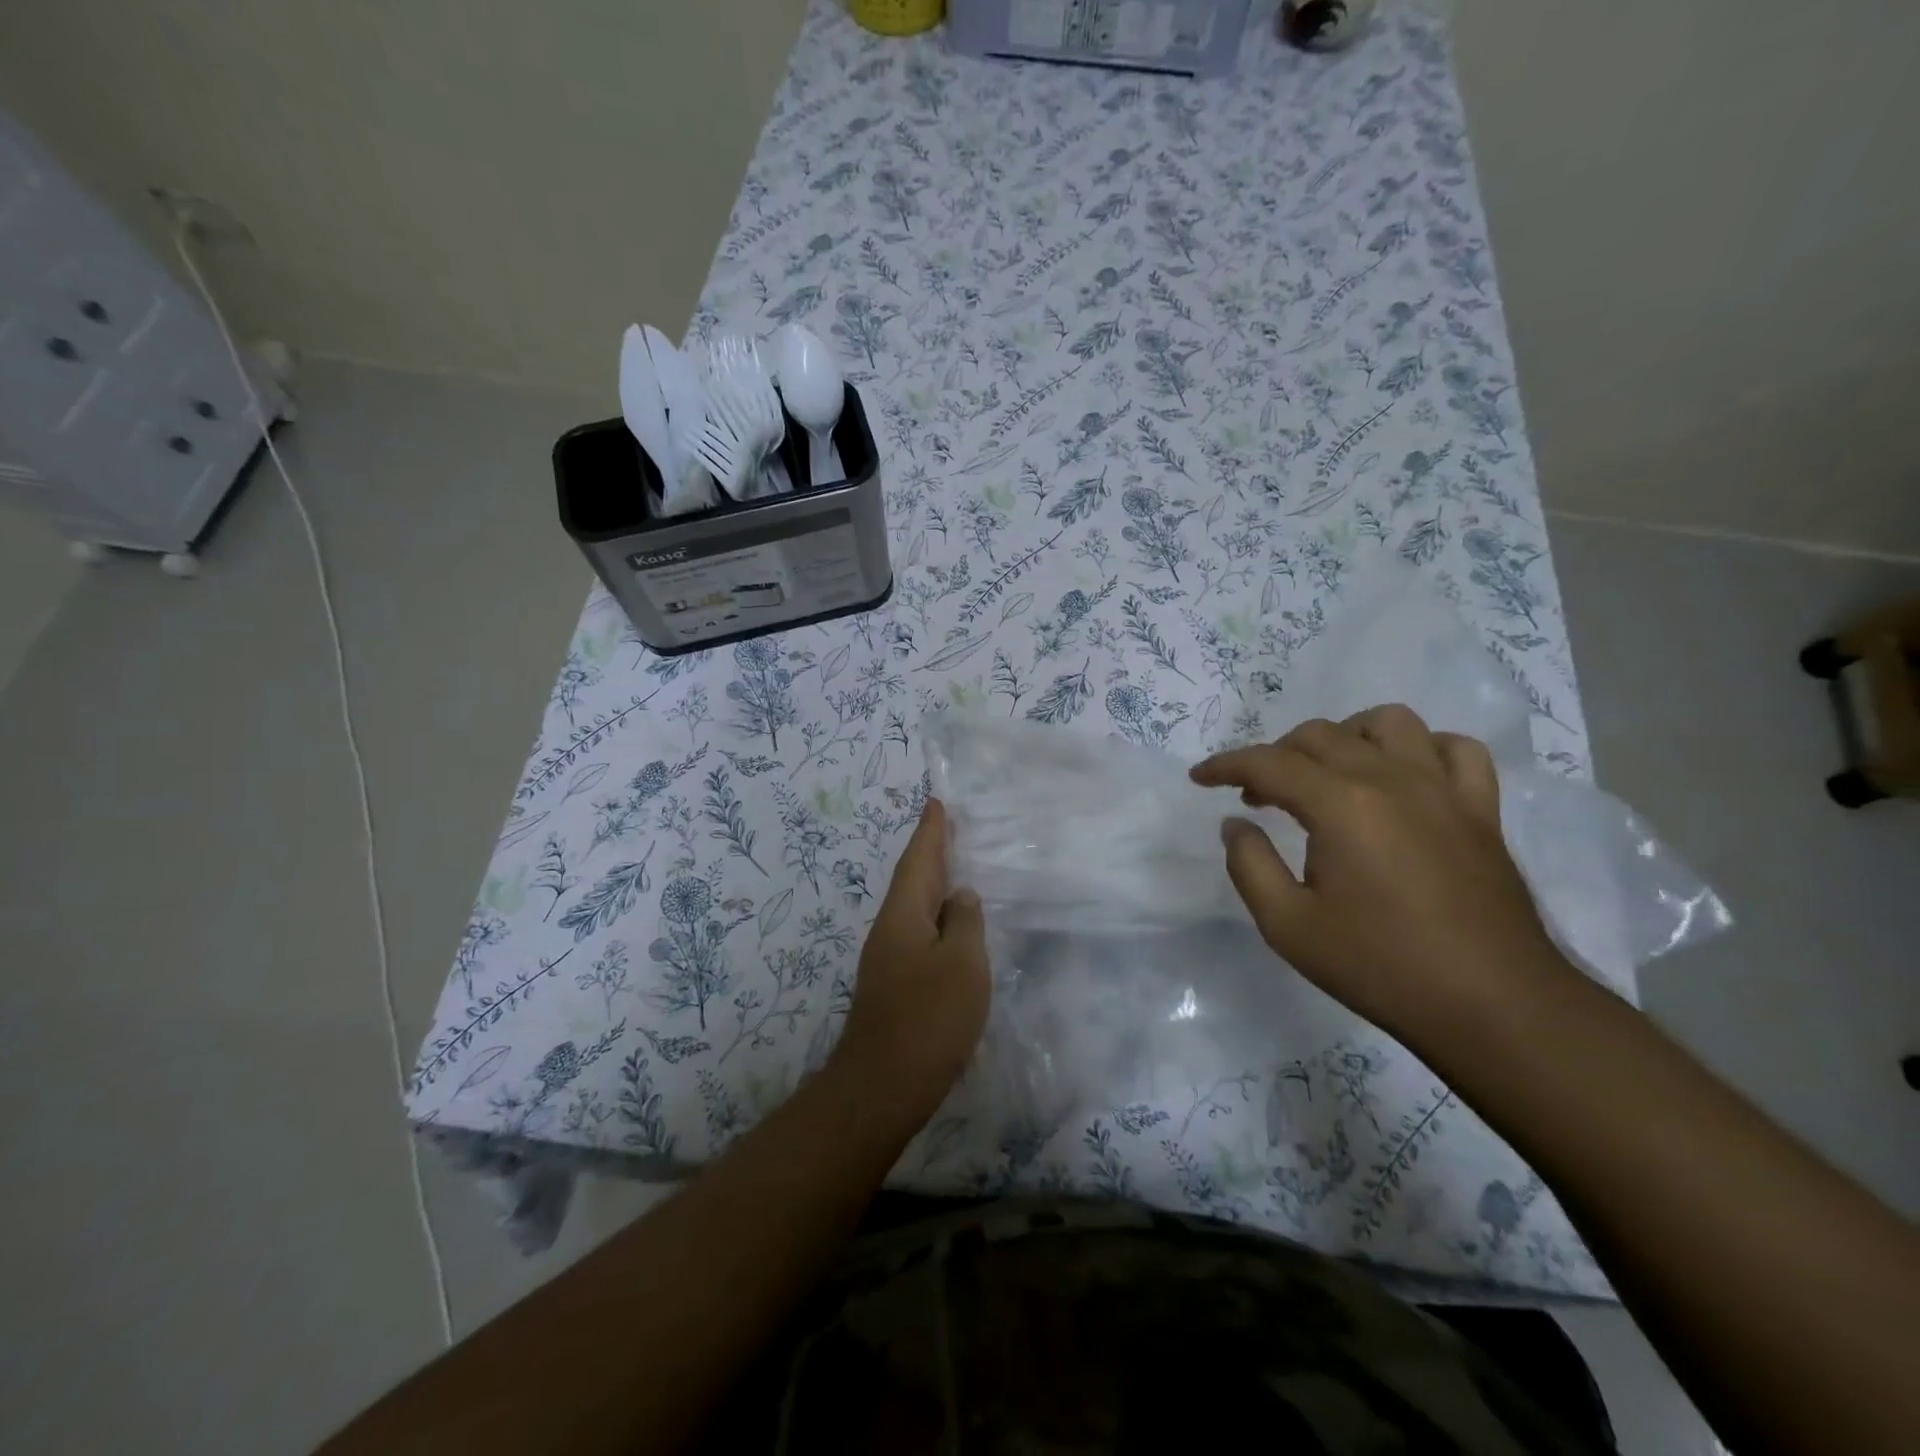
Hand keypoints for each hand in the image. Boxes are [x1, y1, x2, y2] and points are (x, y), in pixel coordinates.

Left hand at [832, 799, 990, 1120]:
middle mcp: (890, 929)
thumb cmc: (928, 1018)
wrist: (882, 1086)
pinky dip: (936, 919)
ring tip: (955, 868)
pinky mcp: (895, 986)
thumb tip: (960, 897)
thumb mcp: (962, 964)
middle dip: (930, 852)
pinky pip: (919, 934)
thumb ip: (965, 922)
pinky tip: (951, 929)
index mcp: (903, 914)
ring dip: (933, 885)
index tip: (935, 802)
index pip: (919, 860)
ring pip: (915, 908)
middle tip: (947, 827)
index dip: (930, 831)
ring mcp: (888, 960)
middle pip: (913, 880)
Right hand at [1190, 704, 1567, 1036]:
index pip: (1268, 763)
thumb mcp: (1287, 925)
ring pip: (1388, 723)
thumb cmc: (1380, 966)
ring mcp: (1443, 789)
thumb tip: (1235, 823)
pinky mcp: (1481, 809)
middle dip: (1275, 756)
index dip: (1225, 766)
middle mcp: (1391, 779)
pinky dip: (1421, 749)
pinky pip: (1454, 749)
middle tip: (1256, 797)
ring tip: (1328, 774)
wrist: (1492, 1006)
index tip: (1199, 778)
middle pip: (1319, 735)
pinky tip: (1403, 777)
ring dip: (1345, 736)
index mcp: (1341, 804)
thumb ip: (1249, 864)